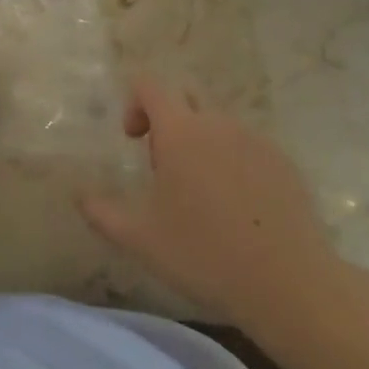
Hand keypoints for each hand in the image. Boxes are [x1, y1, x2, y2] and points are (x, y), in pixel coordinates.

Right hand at [78, 79, 350, 331]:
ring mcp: (256, 140)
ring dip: (201, 144)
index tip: (132, 140)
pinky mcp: (284, 162)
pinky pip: (248, 146)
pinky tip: (237, 208)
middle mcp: (218, 124)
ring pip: (218, 125)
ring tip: (201, 194)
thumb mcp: (140, 239)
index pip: (150, 85)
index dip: (134, 103)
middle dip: (167, 122)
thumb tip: (79, 195)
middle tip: (164, 169)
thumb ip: (101, 212)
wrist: (288, 282)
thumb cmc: (203, 254)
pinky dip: (233, 162)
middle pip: (186, 99)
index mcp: (180, 132)